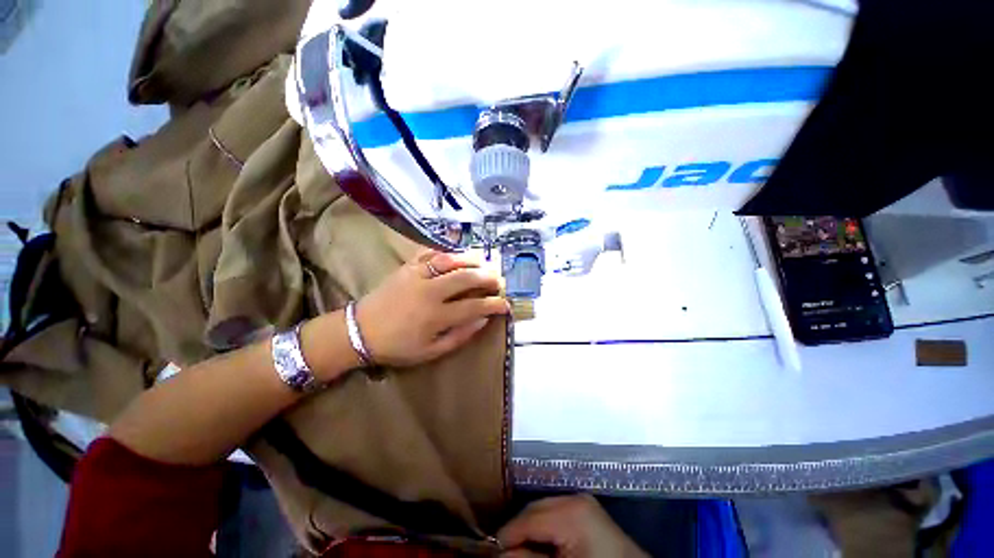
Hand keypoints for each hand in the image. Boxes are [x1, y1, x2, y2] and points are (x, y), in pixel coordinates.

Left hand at [355, 249, 508, 366]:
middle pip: (467, 278)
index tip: (506, 304)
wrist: (359, 330)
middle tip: (499, 279)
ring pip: (451, 261)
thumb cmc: (397, 346)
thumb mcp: (431, 351)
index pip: (475, 306)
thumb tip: (483, 319)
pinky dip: (448, 253)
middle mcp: (430, 292)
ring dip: (471, 260)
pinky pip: (431, 254)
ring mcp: (417, 275)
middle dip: (488, 278)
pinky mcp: (407, 267)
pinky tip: (457, 256)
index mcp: (436, 316)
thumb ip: (460, 336)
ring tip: (484, 263)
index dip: (494, 304)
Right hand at [498, 495, 647, 557]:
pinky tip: (539, 543)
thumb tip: (498, 552)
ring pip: (542, 509)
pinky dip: (543, 526)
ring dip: (529, 528)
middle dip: (517, 530)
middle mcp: (575, 498)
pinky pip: (555, 512)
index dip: (506, 535)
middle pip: (533, 508)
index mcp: (571, 512)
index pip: (527, 517)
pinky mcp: (585, 509)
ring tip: (519, 548)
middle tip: (501, 551)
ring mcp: (581, 501)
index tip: (489, 551)